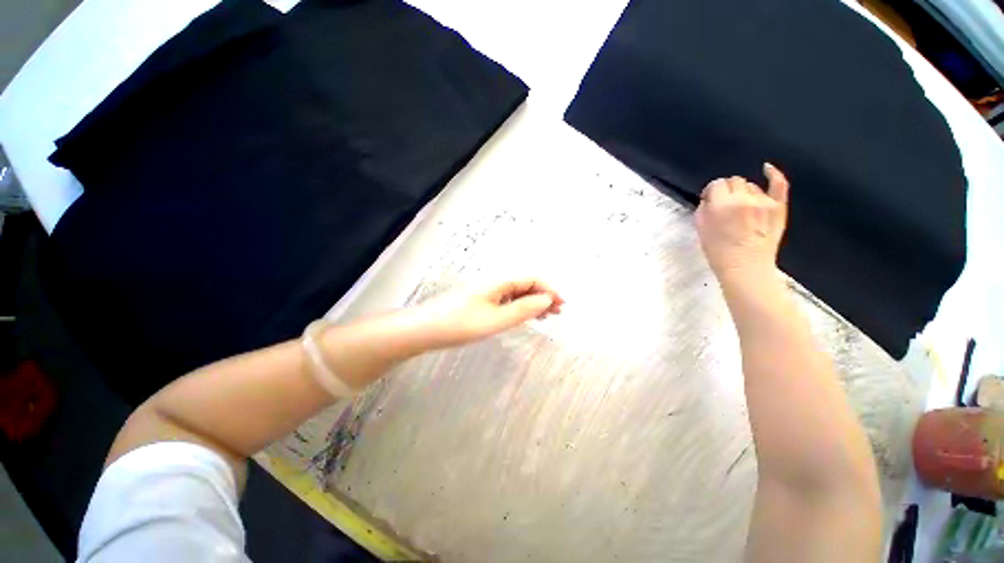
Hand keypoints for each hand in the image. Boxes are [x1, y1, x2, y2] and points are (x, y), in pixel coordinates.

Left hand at [413, 279, 563, 348]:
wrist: (425, 329)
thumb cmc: (460, 324)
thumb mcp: (495, 319)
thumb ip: (522, 310)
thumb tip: (546, 300)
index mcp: (499, 282)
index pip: (531, 280)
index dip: (548, 290)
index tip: (562, 304)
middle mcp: (494, 283)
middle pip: (524, 284)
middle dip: (543, 296)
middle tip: (558, 312)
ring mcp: (486, 292)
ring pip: (516, 293)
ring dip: (532, 302)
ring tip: (546, 316)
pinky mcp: (480, 302)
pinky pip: (506, 301)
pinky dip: (519, 307)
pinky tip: (523, 316)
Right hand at [696, 163, 789, 282]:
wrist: (746, 268)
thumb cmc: (718, 252)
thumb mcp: (700, 230)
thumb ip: (703, 210)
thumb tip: (709, 200)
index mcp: (721, 204)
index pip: (715, 185)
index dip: (711, 192)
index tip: (709, 201)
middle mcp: (743, 198)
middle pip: (734, 181)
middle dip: (727, 190)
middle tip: (725, 205)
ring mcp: (764, 201)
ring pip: (751, 185)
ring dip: (744, 192)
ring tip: (741, 209)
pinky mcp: (779, 207)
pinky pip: (778, 184)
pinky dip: (774, 174)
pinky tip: (767, 168)